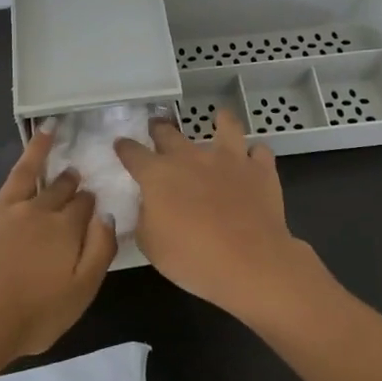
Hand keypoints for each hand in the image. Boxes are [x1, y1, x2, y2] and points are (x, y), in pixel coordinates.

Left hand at [0, 128, 116, 367]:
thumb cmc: (33, 316)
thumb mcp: (82, 291)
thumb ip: (100, 250)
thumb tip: (107, 215)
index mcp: (63, 230)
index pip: (83, 206)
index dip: (89, 201)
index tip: (93, 197)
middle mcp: (33, 211)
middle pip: (56, 189)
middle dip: (67, 179)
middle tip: (73, 171)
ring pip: (20, 173)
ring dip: (35, 150)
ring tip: (46, 130)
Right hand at [115, 108, 333, 326]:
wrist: (249, 262)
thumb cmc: (191, 257)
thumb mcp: (150, 245)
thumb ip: (144, 219)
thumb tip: (148, 205)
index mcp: (158, 174)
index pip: (133, 153)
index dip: (125, 148)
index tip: (121, 145)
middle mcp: (190, 157)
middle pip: (169, 133)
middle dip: (160, 129)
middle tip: (158, 128)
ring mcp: (228, 159)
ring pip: (225, 126)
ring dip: (220, 121)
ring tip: (220, 119)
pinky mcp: (260, 170)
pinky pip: (259, 152)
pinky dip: (255, 155)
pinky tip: (253, 160)